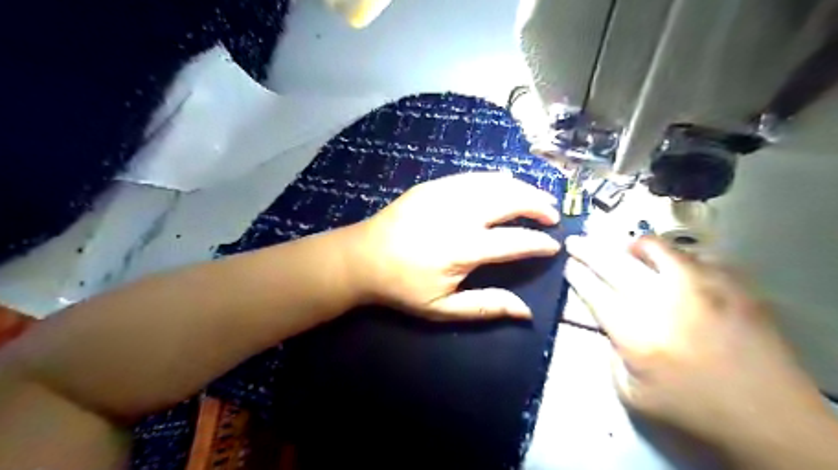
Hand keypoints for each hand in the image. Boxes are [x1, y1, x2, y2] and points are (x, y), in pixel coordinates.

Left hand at [346, 172, 562, 322]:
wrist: (361, 258)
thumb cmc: (401, 287)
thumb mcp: (442, 309)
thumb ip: (486, 307)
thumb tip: (526, 312)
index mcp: (464, 248)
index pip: (516, 241)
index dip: (539, 243)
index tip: (554, 246)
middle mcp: (460, 214)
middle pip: (511, 201)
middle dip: (539, 205)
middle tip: (553, 214)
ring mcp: (445, 194)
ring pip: (495, 183)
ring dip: (522, 188)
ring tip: (538, 197)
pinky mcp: (433, 185)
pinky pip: (473, 176)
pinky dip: (496, 179)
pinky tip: (506, 181)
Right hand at [559, 235, 825, 446]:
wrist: (770, 420)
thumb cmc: (693, 410)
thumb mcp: (631, 394)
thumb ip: (611, 353)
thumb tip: (609, 324)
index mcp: (634, 332)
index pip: (593, 291)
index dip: (576, 275)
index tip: (568, 265)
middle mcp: (662, 301)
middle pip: (613, 263)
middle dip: (588, 249)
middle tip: (576, 241)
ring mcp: (701, 288)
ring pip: (656, 248)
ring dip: (632, 246)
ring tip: (625, 248)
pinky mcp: (732, 285)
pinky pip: (694, 257)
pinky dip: (674, 257)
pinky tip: (671, 267)